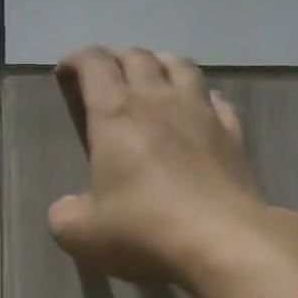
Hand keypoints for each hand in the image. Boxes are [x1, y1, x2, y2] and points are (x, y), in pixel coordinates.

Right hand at [50, 46, 266, 280]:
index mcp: (115, 114)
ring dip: (159, 63)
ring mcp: (200, 113)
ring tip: (150, 75)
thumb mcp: (80, 233)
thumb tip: (68, 207)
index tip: (65, 72)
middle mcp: (157, 101)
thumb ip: (65, 214)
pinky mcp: (233, 133)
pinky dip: (200, 95)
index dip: (76, 60)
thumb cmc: (143, 229)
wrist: (222, 241)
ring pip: (180, 66)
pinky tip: (198, 108)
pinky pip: (215, 99)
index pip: (94, 64)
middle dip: (115, 57)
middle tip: (104, 74)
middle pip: (137, 56)